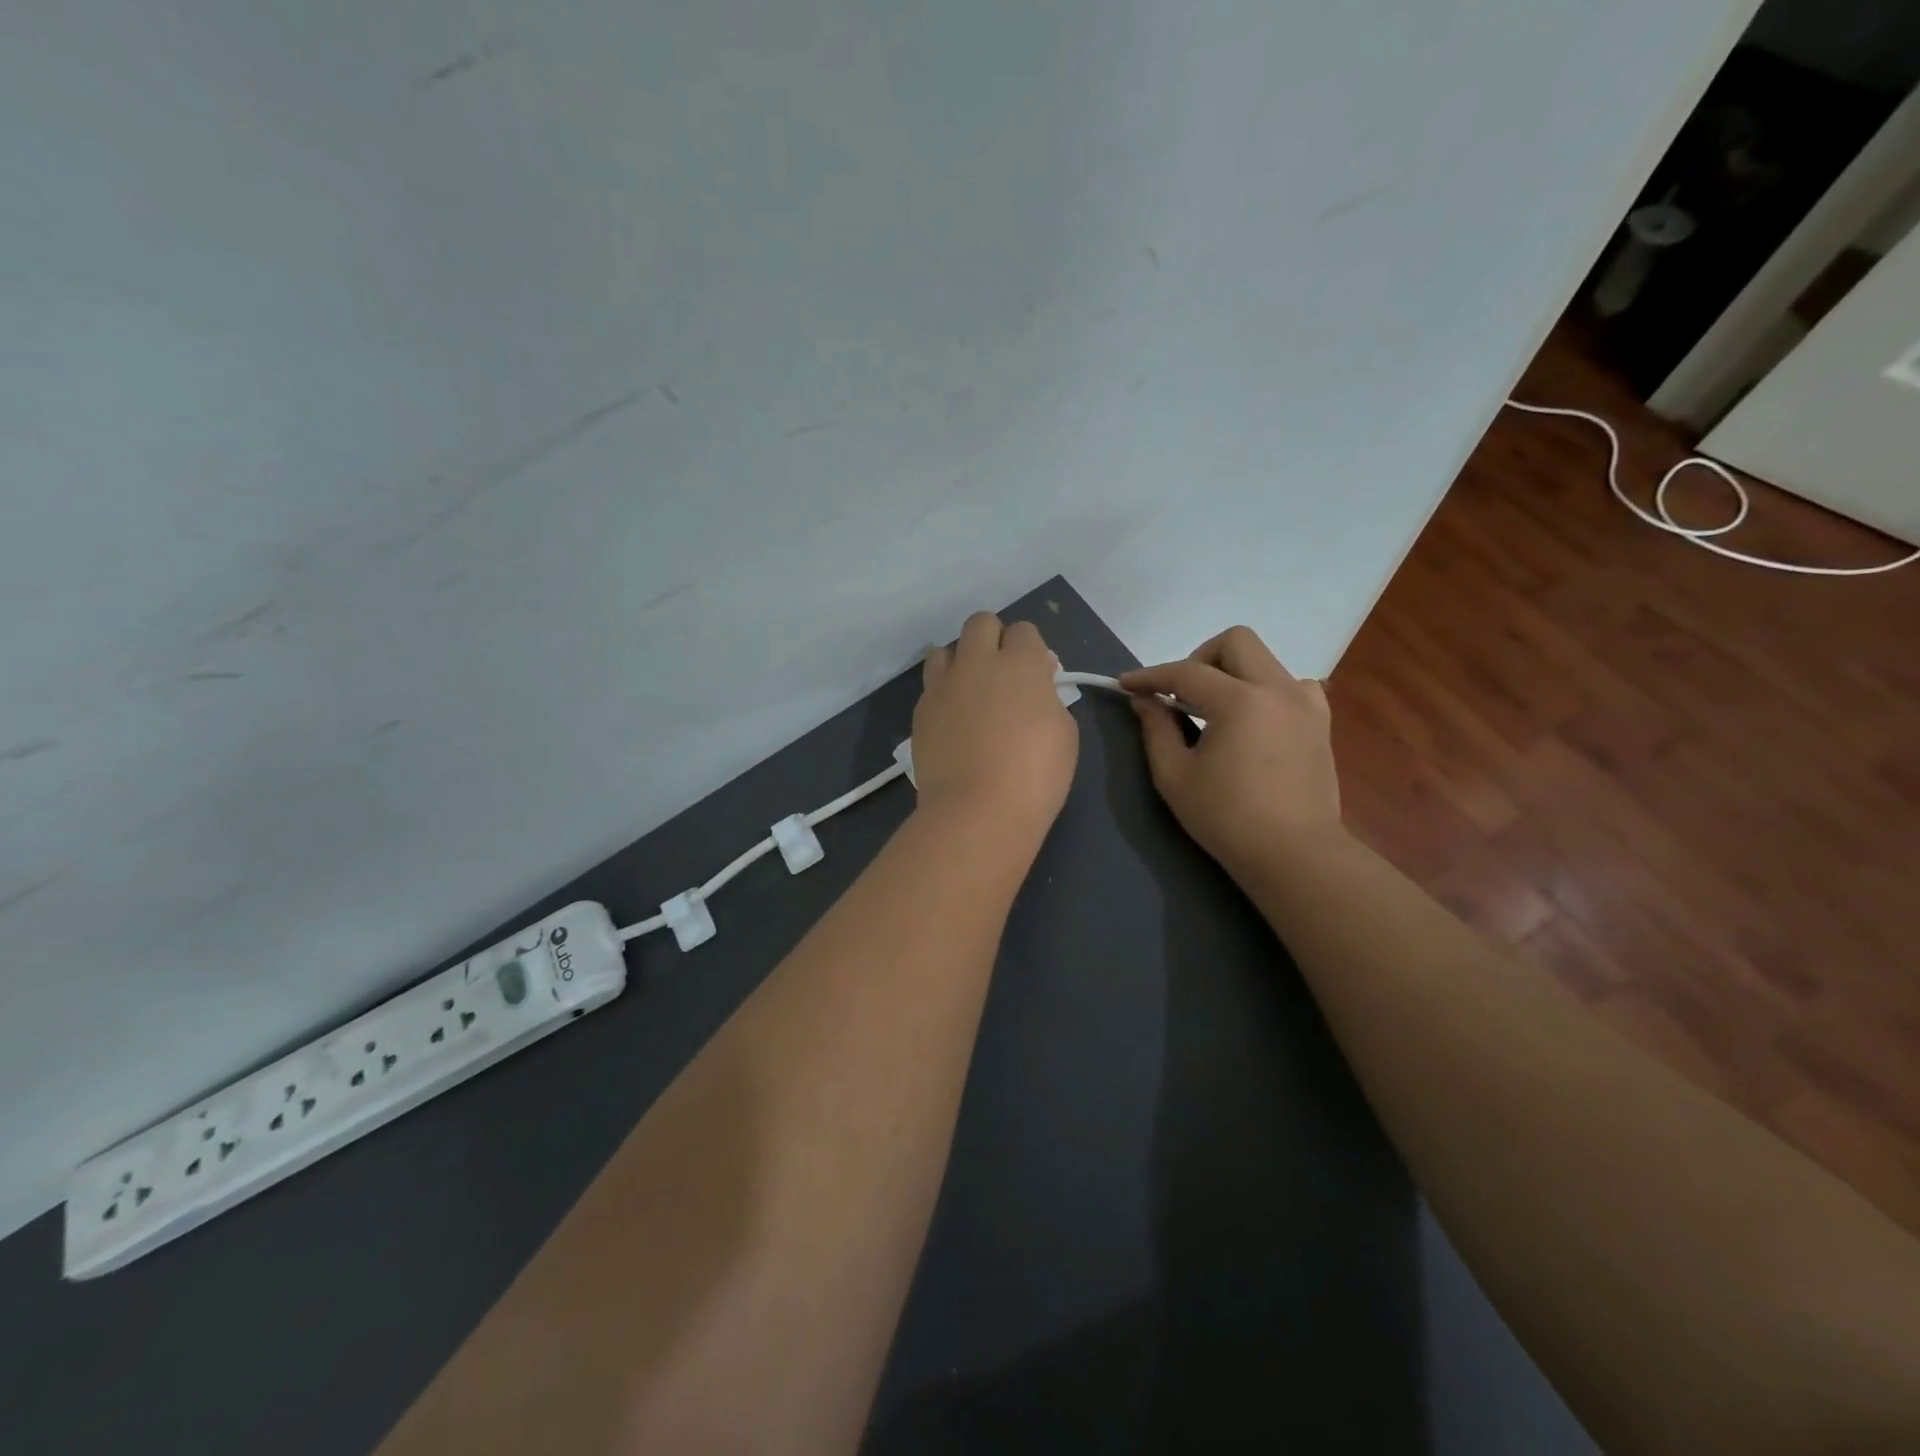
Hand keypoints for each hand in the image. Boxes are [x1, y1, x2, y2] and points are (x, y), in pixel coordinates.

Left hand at [913, 613, 1078, 838]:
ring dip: (961, 661)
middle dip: (994, 639)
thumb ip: (1049, 698)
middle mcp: (977, 663)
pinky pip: (931, 685)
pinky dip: (944, 692)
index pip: (1024, 631)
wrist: (977, 810)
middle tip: (1003, 675)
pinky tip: (954, 720)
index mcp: (1020, 664)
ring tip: (971, 692)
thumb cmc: (1035, 775)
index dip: (1032, 650)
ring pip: (945, 649)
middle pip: (981, 624)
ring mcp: (943, 685)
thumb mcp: (1064, 733)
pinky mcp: (921, 710)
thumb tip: (1035, 687)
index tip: (1039, 676)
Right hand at [1121, 626, 1342, 873]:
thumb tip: (1144, 700)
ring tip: (1216, 710)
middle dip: (1199, 658)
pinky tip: (1252, 722)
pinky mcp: (1320, 723)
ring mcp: (1305, 704)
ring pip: (1265, 661)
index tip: (1126, 683)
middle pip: (1235, 641)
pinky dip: (1265, 691)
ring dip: (1234, 674)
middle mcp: (1277, 689)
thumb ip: (1156, 729)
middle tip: (1180, 693)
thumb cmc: (1227, 818)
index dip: (1151, 676)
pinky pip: (1291, 686)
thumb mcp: (1175, 776)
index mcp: (1240, 701)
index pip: (1186, 672)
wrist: (1294, 854)